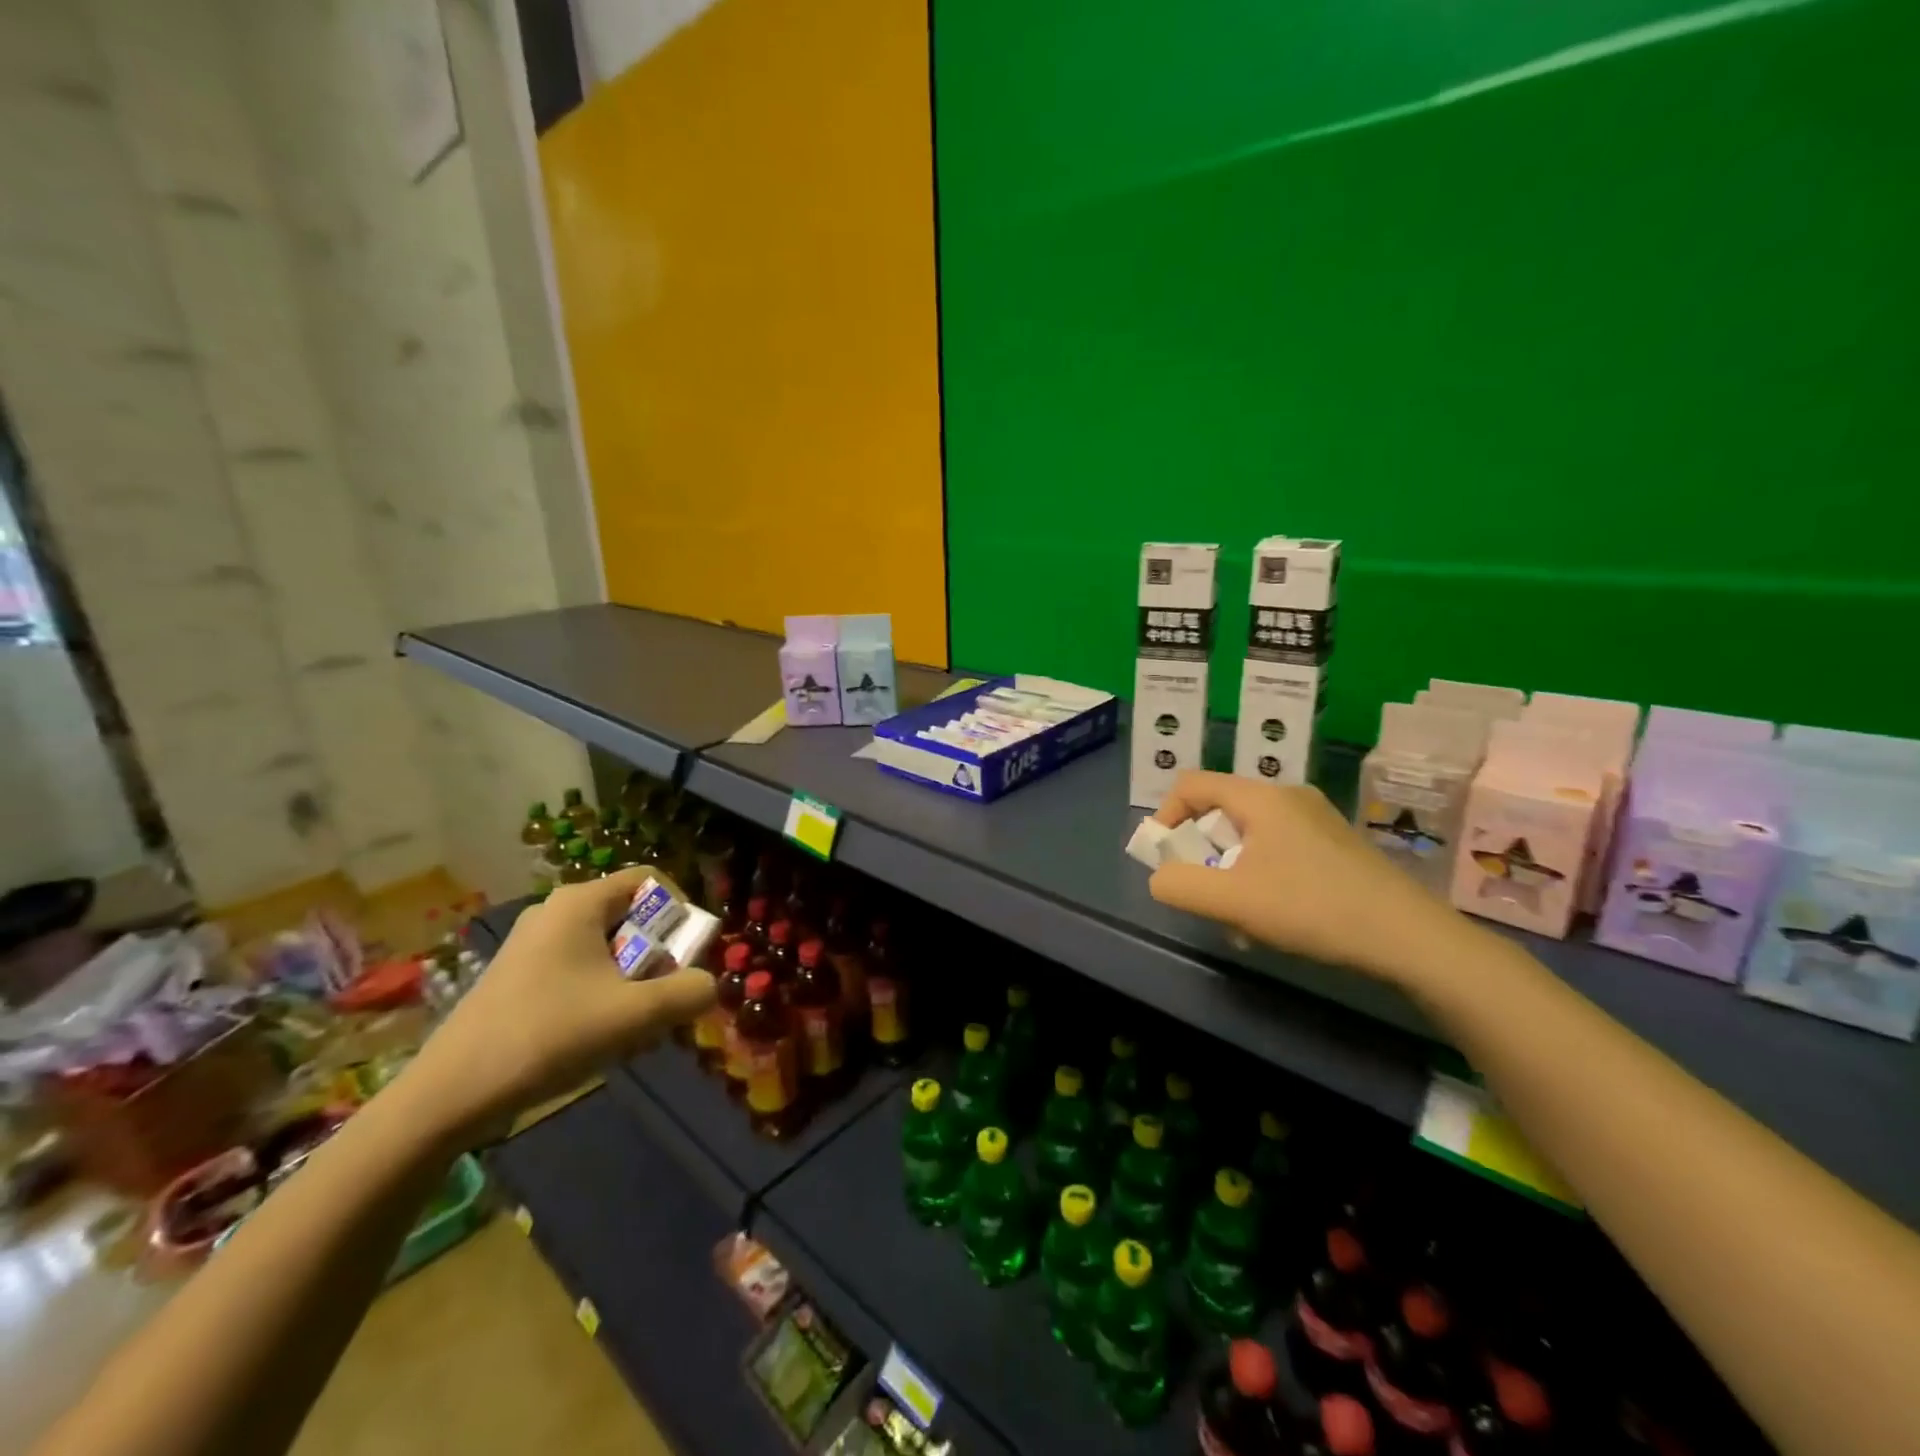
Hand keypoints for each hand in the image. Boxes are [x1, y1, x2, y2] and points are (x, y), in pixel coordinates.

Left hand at [398, 869, 716, 1144]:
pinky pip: (579, 969)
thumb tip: (706, 985)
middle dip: (658, 956)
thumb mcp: (635, 1015)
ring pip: (606, 948)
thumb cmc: (549, 1036)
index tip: (687, 955)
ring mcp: (531, 944)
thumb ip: (688, 993)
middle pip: (630, 916)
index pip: (651, 880)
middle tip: (663, 999)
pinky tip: (597, 1037)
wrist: (449, 1095)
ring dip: (633, 981)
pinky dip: (602, 994)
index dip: (682, 910)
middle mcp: (555, 911)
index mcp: (580, 903)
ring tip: (633, 1027)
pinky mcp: (517, 977)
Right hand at [1147, 772, 1472, 984]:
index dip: (1165, 815)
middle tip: (1203, 894)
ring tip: (1238, 920)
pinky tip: (1272, 920)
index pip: (1191, 784)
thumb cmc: (1313, 907)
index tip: (1164, 857)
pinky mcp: (1336, 846)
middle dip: (1200, 853)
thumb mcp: (1232, 900)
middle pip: (1220, 812)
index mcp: (1261, 798)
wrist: (1410, 937)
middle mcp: (1288, 798)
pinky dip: (1260, 877)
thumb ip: (1180, 885)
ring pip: (1250, 837)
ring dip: (1230, 873)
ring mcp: (1317, 820)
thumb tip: (1161, 877)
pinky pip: (1279, 850)